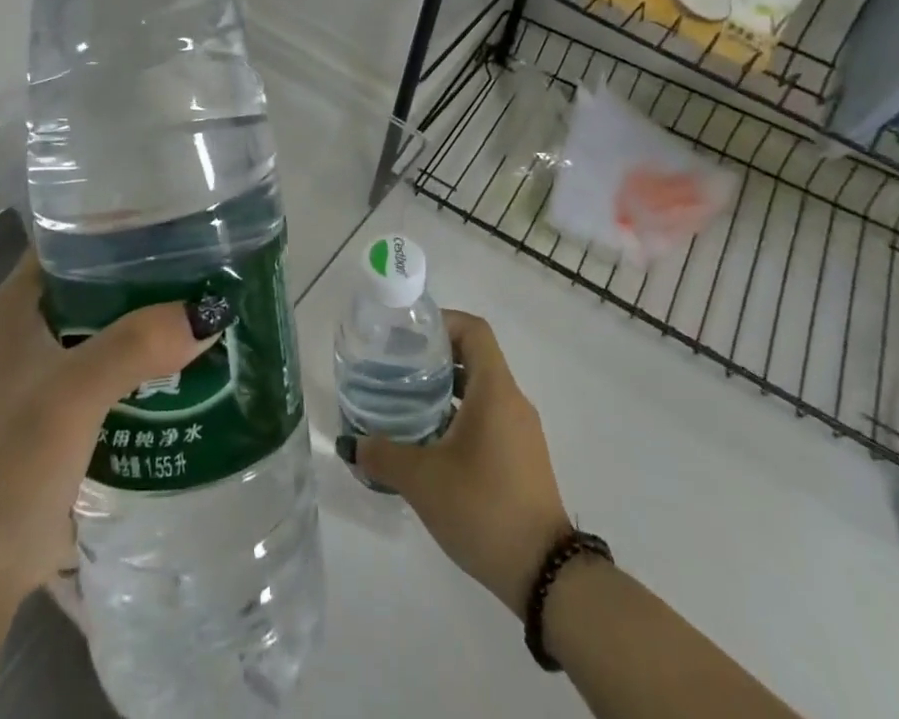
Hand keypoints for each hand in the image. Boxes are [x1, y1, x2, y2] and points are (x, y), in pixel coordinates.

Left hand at [0, 252, 226, 594]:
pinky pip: (121, 372)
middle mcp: (37, 327)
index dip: (123, 220)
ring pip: (115, 327)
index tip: (181, 213)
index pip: (75, 235)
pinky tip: (197, 364)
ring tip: (217, 305)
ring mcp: (53, 373)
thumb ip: (135, 345)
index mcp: (24, 302)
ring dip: (157, 320)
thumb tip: (211, 311)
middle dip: (155, 272)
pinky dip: (153, 364)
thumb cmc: (8, 462)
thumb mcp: (72, 392)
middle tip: (217, 259)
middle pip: (103, 280)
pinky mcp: (70, 415)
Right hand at [351, 310, 570, 614]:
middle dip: (435, 357)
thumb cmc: (484, 508)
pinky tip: (431, 443)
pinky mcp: (523, 458)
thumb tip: (352, 445)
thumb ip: (383, 456)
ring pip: (481, 391)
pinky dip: (460, 417)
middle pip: (475, 357)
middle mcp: (512, 401)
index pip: (473, 330)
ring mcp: (521, 431)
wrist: (546, 576)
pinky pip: (489, 418)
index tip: (408, 334)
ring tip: (406, 403)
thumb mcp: (423, 480)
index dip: (442, 322)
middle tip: (397, 367)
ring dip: (446, 390)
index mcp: (495, 390)